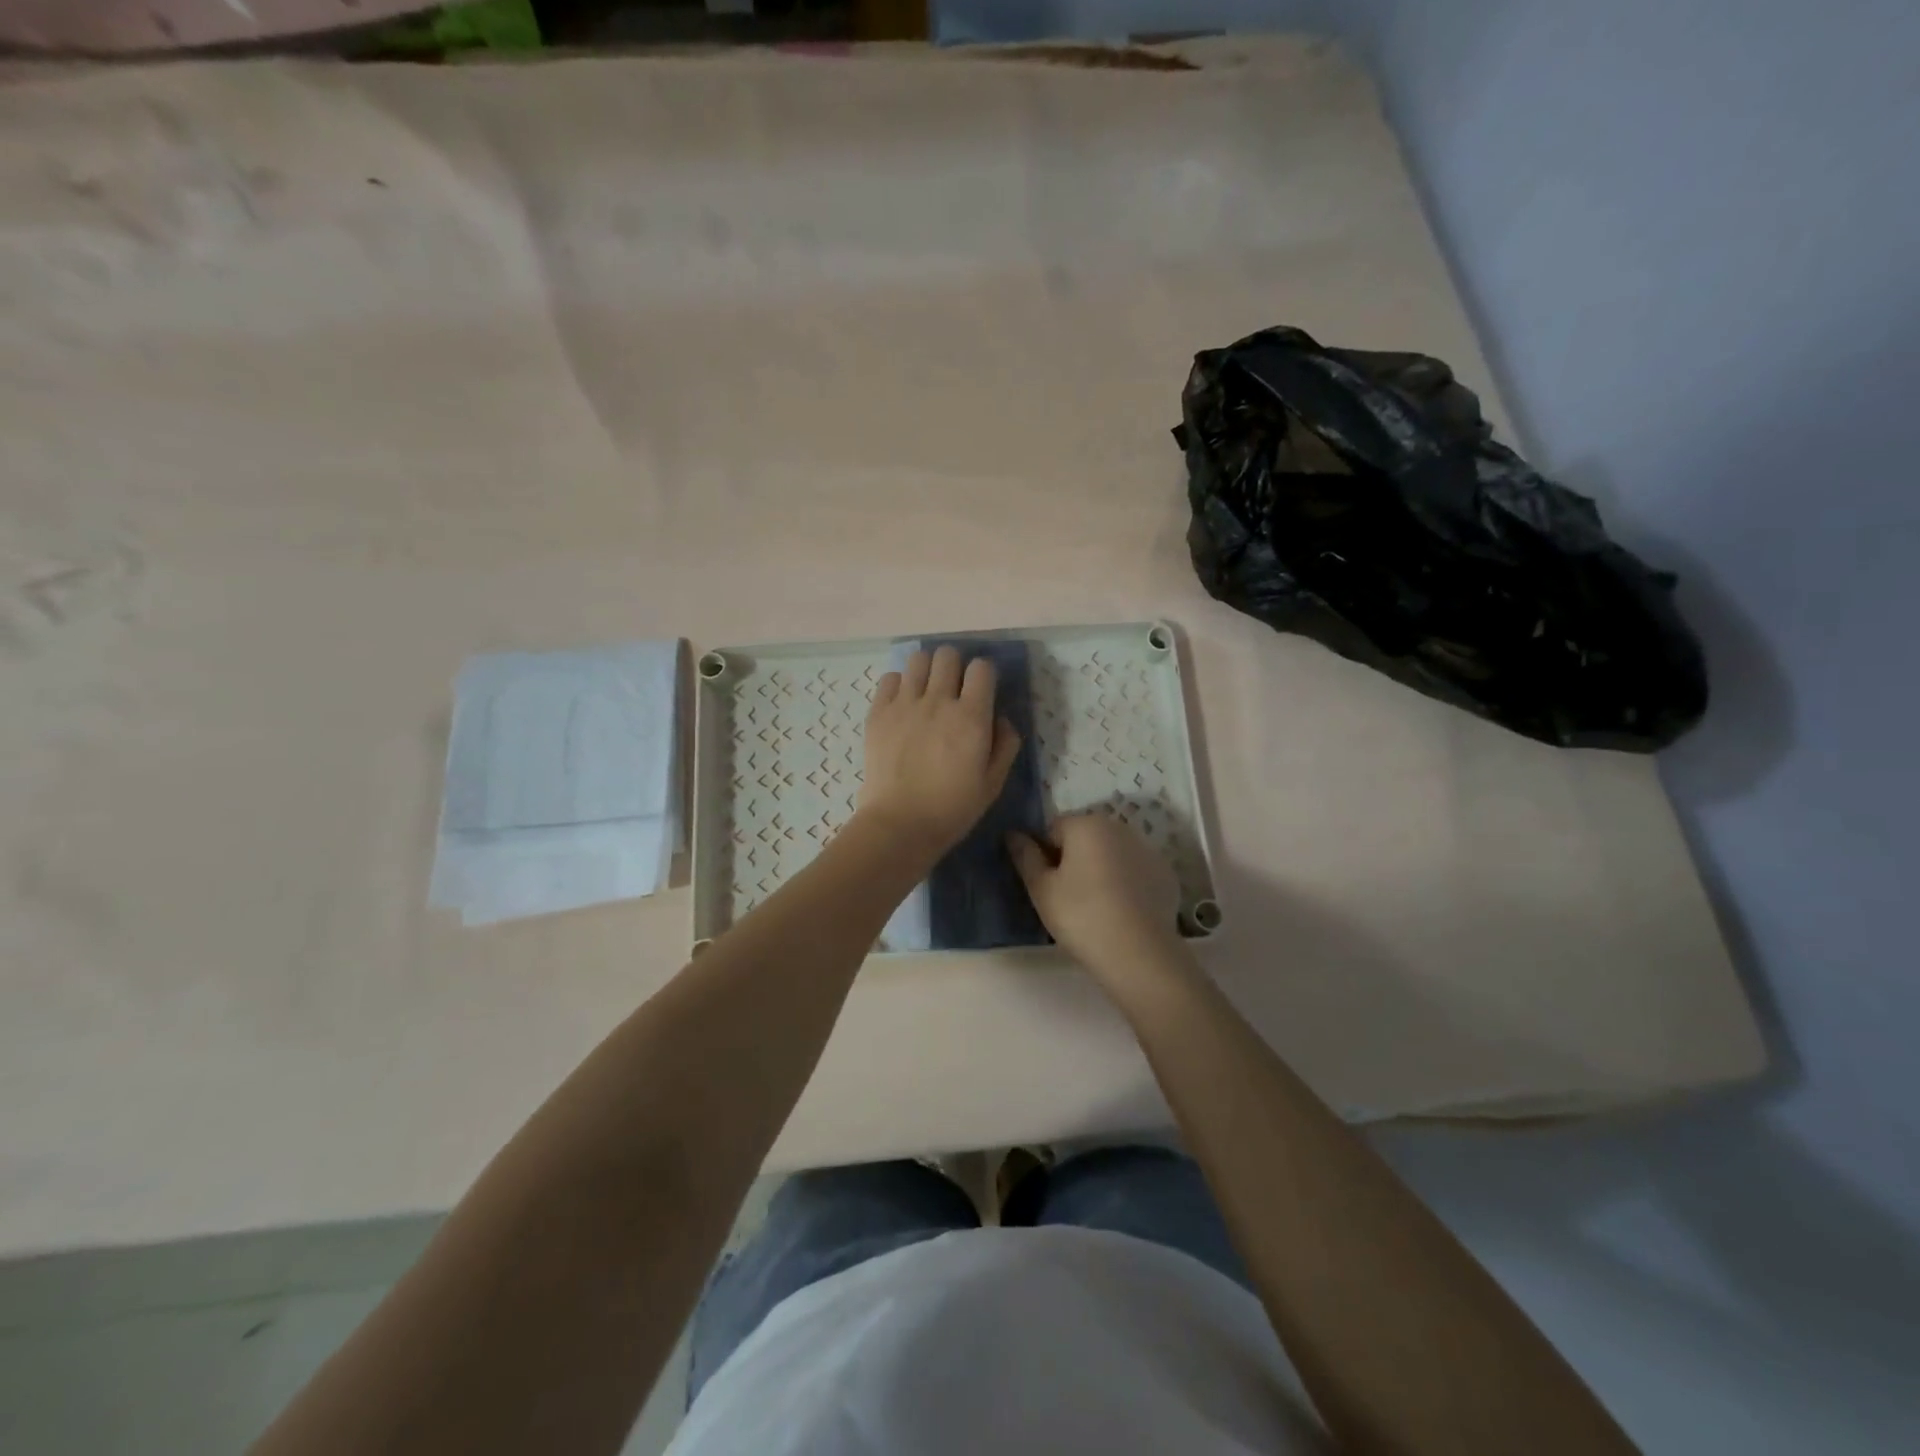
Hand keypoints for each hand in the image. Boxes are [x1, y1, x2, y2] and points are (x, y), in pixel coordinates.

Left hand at [858, 646, 1020, 855]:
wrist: (900, 824)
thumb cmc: (952, 809)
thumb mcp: (993, 783)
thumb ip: (1005, 744)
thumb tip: (1000, 717)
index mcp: (971, 717)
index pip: (982, 667)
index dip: (984, 675)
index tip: (981, 692)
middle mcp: (938, 701)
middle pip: (948, 655)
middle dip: (955, 667)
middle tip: (953, 689)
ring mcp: (904, 704)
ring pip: (918, 659)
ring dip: (927, 670)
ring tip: (926, 691)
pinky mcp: (878, 712)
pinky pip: (889, 678)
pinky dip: (898, 685)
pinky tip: (902, 704)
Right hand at [1007, 813, 1187, 983]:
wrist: (1139, 954)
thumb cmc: (1081, 916)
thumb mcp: (1042, 889)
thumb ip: (1025, 856)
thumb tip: (1013, 834)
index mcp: (1087, 824)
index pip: (1052, 829)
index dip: (1044, 856)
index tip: (1046, 886)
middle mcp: (1119, 827)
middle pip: (1084, 838)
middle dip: (1073, 860)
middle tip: (1067, 898)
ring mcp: (1147, 850)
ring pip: (1111, 854)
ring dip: (1100, 870)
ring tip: (1095, 908)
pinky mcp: (1165, 874)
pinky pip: (1134, 872)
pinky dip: (1125, 884)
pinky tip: (1121, 912)